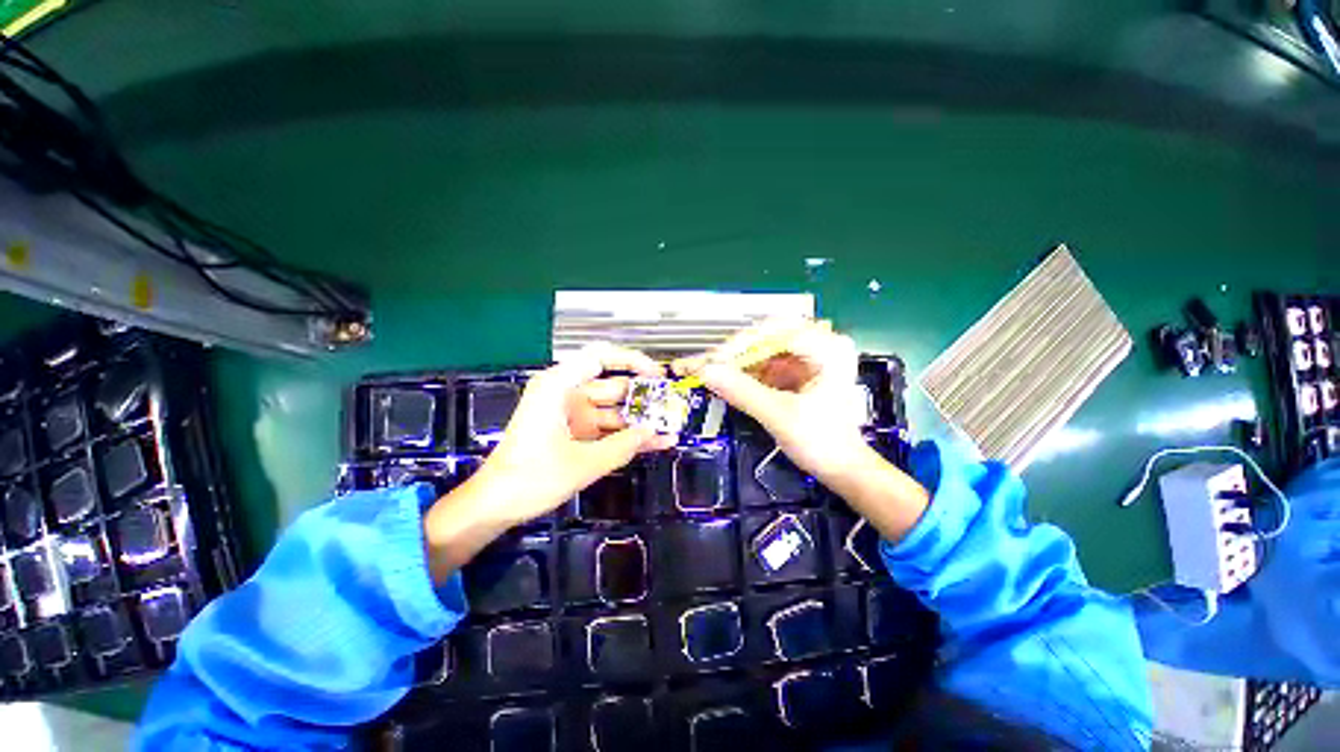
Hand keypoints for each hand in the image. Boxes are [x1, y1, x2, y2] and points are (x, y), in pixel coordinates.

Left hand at [425, 344, 674, 580]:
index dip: (632, 360)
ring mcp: (571, 414)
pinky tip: (653, 443)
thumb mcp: (583, 464)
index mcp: (559, 386)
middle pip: (612, 385)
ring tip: (669, 428)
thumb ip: (622, 446)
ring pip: (613, 410)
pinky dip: (625, 435)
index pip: (600, 357)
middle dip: (642, 397)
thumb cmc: (530, 478)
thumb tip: (655, 433)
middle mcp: (566, 393)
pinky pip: (606, 428)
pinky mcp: (574, 432)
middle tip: (672, 407)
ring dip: (638, 420)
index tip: (657, 374)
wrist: (494, 505)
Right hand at [673, 318, 869, 483]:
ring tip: (703, 371)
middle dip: (733, 353)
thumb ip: (742, 391)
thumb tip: (704, 372)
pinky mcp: (795, 372)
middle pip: (764, 337)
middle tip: (702, 364)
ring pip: (760, 351)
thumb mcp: (780, 416)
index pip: (774, 331)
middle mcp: (819, 344)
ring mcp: (806, 358)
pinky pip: (762, 365)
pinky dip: (742, 374)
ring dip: (733, 363)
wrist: (843, 469)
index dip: (739, 344)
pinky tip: (721, 379)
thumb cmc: (821, 443)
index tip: (711, 362)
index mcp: (827, 348)